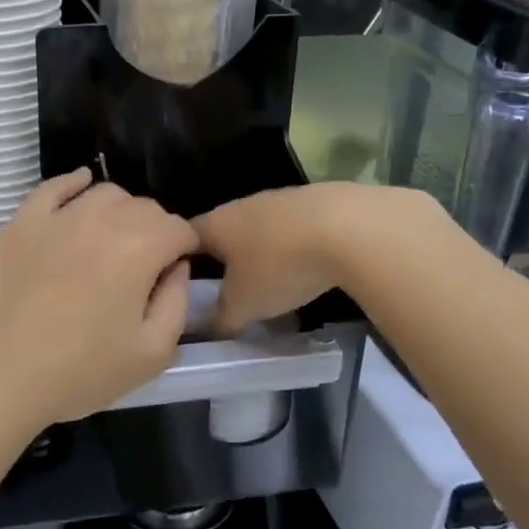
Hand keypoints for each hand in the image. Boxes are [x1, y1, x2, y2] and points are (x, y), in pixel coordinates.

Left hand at [0, 170, 198, 436]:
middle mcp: (102, 219)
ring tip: (112, 241)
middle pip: (144, 208)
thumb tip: (176, 267)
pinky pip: (54, 187)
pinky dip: (74, 183)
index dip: (186, 249)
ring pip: (104, 194)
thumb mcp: (152, 353)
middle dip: (155, 230)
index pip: (179, 229)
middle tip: (145, 266)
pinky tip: (81, 186)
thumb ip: (176, 302)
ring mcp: (57, 216)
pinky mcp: (21, 222)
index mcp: (140, 248)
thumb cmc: (81, 371)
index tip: (176, 272)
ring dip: (119, 211)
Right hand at [194, 183, 444, 335]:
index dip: (179, 261)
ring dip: (259, 252)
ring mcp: (279, 199)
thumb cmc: (280, 265)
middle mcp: (241, 204)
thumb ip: (221, 319)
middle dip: (223, 259)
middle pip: (222, 231)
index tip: (182, 286)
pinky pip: (291, 228)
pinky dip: (292, 247)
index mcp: (215, 223)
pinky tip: (306, 267)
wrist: (350, 228)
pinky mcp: (313, 201)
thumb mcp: (244, 305)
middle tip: (226, 290)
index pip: (184, 238)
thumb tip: (209, 330)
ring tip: (268, 282)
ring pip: (258, 229)